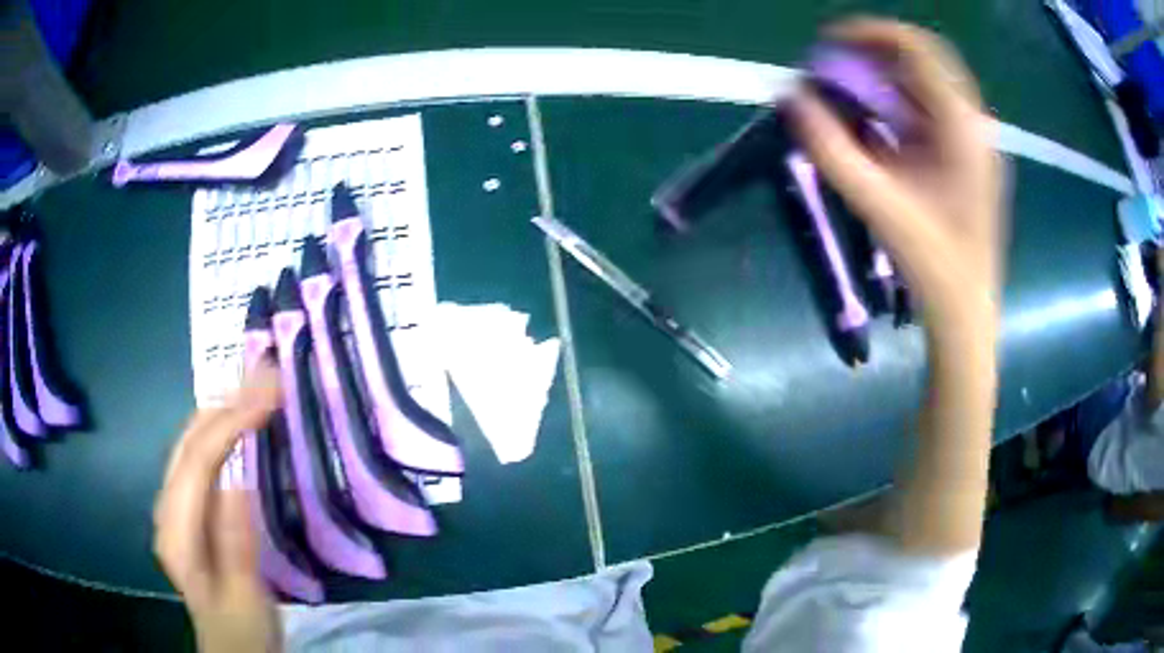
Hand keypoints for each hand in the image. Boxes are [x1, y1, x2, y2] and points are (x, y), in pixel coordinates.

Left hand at [154, 362, 281, 651]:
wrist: (229, 645)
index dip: (231, 421)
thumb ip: (235, 543)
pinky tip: (237, 418)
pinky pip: (200, 455)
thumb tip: (238, 479)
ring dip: (223, 407)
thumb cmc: (241, 628)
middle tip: (266, 374)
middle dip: (226, 401)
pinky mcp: (189, 507)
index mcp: (178, 531)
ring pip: (191, 441)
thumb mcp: (244, 596)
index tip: (269, 392)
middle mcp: (167, 507)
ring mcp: (175, 504)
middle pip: (189, 441)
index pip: (198, 461)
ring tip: (256, 383)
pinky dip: (220, 428)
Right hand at [793, 19, 1003, 553]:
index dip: (871, 33)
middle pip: (922, 62)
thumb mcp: (881, 206)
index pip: (918, 49)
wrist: (967, 321)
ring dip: (883, 82)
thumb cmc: (935, 270)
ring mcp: (973, 144)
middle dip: (873, 56)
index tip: (828, 42)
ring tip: (845, 94)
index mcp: (964, 130)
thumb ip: (833, 150)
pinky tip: (872, 128)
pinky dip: (895, 108)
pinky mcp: (965, 161)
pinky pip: (927, 115)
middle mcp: (974, 127)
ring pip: (925, 88)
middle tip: (833, 68)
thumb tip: (791, 98)